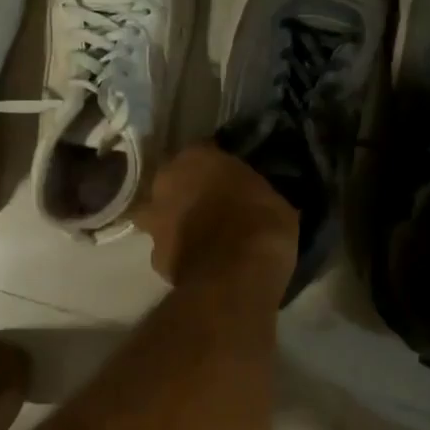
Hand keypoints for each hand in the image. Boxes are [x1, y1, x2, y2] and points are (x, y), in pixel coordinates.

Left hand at [136, 144, 297, 290]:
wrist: (235, 277)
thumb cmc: (260, 223)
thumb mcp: (274, 196)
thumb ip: (254, 190)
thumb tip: (258, 196)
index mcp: (195, 158)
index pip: (204, 152)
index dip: (219, 167)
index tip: (234, 180)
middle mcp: (166, 183)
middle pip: (175, 183)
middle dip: (190, 193)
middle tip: (216, 207)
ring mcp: (155, 222)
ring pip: (163, 216)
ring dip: (177, 223)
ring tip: (205, 238)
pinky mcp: (155, 258)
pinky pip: (169, 250)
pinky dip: (181, 254)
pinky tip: (202, 263)